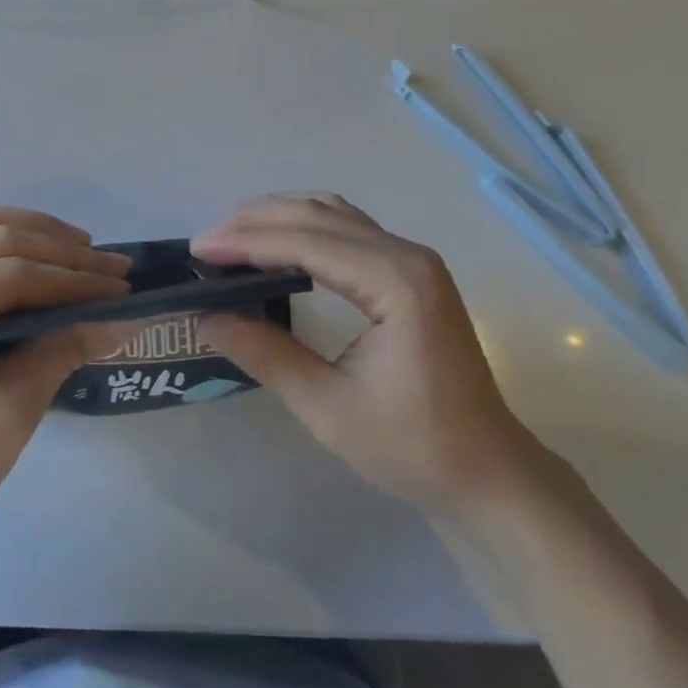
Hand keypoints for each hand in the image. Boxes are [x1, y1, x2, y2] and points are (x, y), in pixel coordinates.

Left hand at [0, 207, 132, 569]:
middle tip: (116, 267)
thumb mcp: (8, 412)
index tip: (124, 288)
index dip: (74, 279)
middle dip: (62, 252)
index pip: (10, 274)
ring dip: (30, 232)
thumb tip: (126, 317)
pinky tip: (30, 253)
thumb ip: (65, 349)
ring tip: (80, 249)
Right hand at [192, 194, 556, 514]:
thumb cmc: (414, 448)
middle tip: (205, 244)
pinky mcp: (413, 271)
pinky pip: (350, 230)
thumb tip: (206, 318)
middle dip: (257, 222)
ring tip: (232, 238)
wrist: (489, 472)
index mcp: (395, 283)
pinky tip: (280, 245)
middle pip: (319, 215)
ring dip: (281, 218)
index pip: (307, 242)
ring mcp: (414, 259)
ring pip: (335, 215)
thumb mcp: (328, 408)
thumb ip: (266, 354)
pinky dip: (307, 229)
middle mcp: (407, 255)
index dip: (247, 241)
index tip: (198, 250)